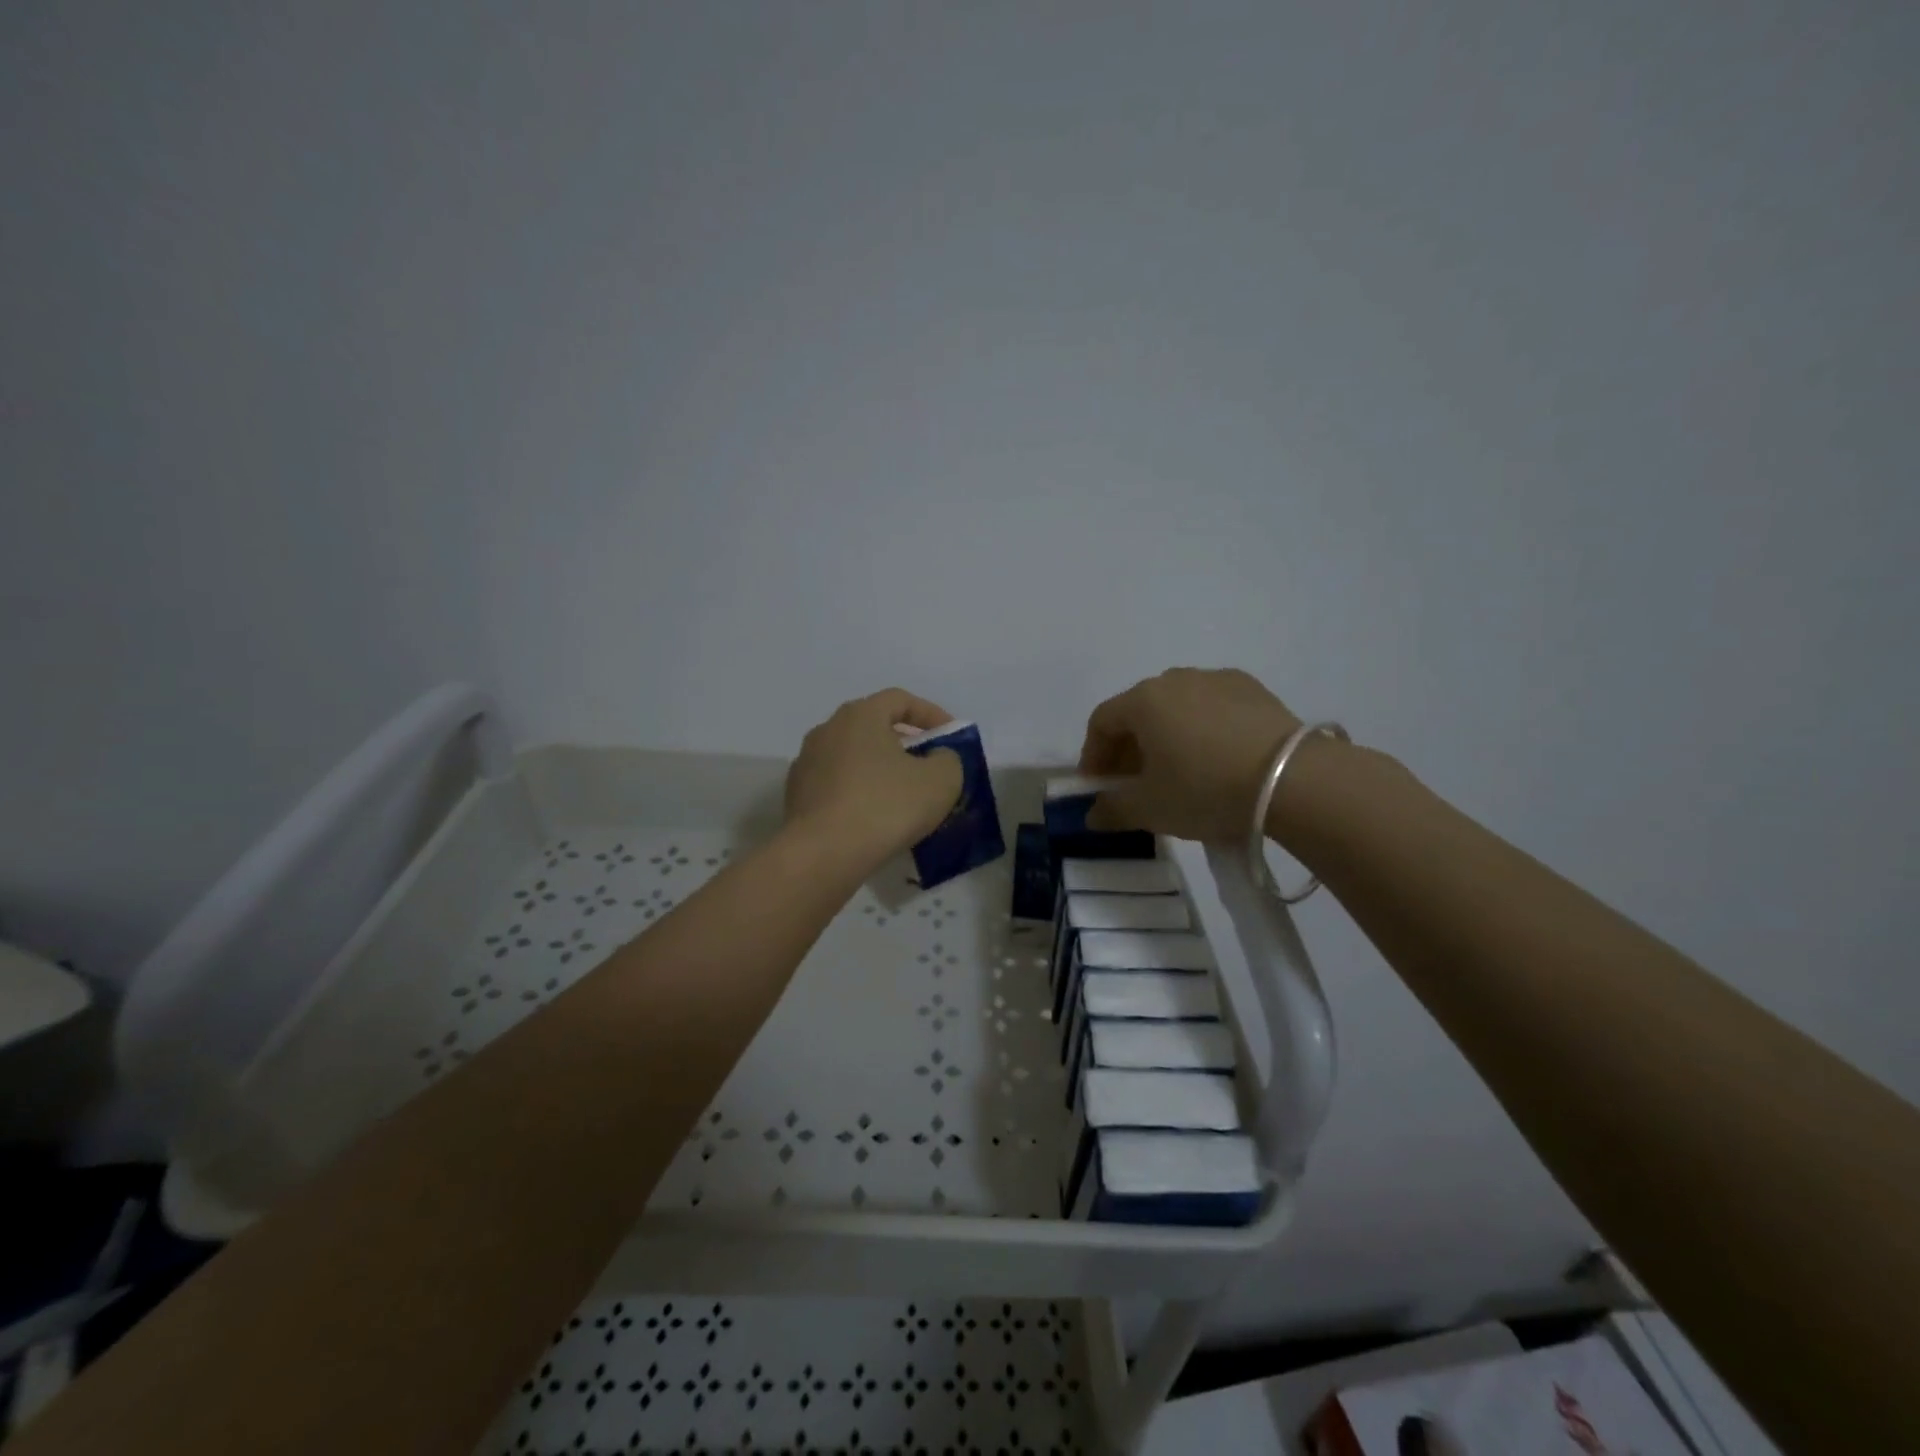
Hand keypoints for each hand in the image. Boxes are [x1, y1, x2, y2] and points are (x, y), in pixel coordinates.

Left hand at [785, 689, 964, 864]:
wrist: (822, 854)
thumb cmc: (885, 806)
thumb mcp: (940, 781)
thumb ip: (948, 759)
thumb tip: (937, 758)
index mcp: (860, 715)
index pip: (900, 700)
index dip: (931, 714)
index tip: (951, 736)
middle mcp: (827, 730)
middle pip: (874, 727)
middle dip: (905, 744)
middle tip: (929, 766)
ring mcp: (807, 763)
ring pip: (854, 757)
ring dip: (880, 770)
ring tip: (903, 796)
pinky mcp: (797, 796)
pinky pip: (838, 785)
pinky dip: (859, 793)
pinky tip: (874, 819)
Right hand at [1077, 668, 1302, 841]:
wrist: (1294, 780)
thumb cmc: (1205, 789)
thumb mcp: (1151, 808)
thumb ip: (1113, 809)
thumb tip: (1092, 815)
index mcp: (1143, 700)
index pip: (1102, 722)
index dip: (1094, 756)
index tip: (1099, 787)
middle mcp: (1176, 679)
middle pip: (1139, 712)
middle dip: (1130, 749)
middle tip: (1136, 785)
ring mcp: (1217, 679)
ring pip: (1177, 708)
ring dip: (1167, 737)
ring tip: (1180, 773)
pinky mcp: (1254, 689)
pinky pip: (1212, 707)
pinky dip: (1203, 730)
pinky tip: (1217, 760)